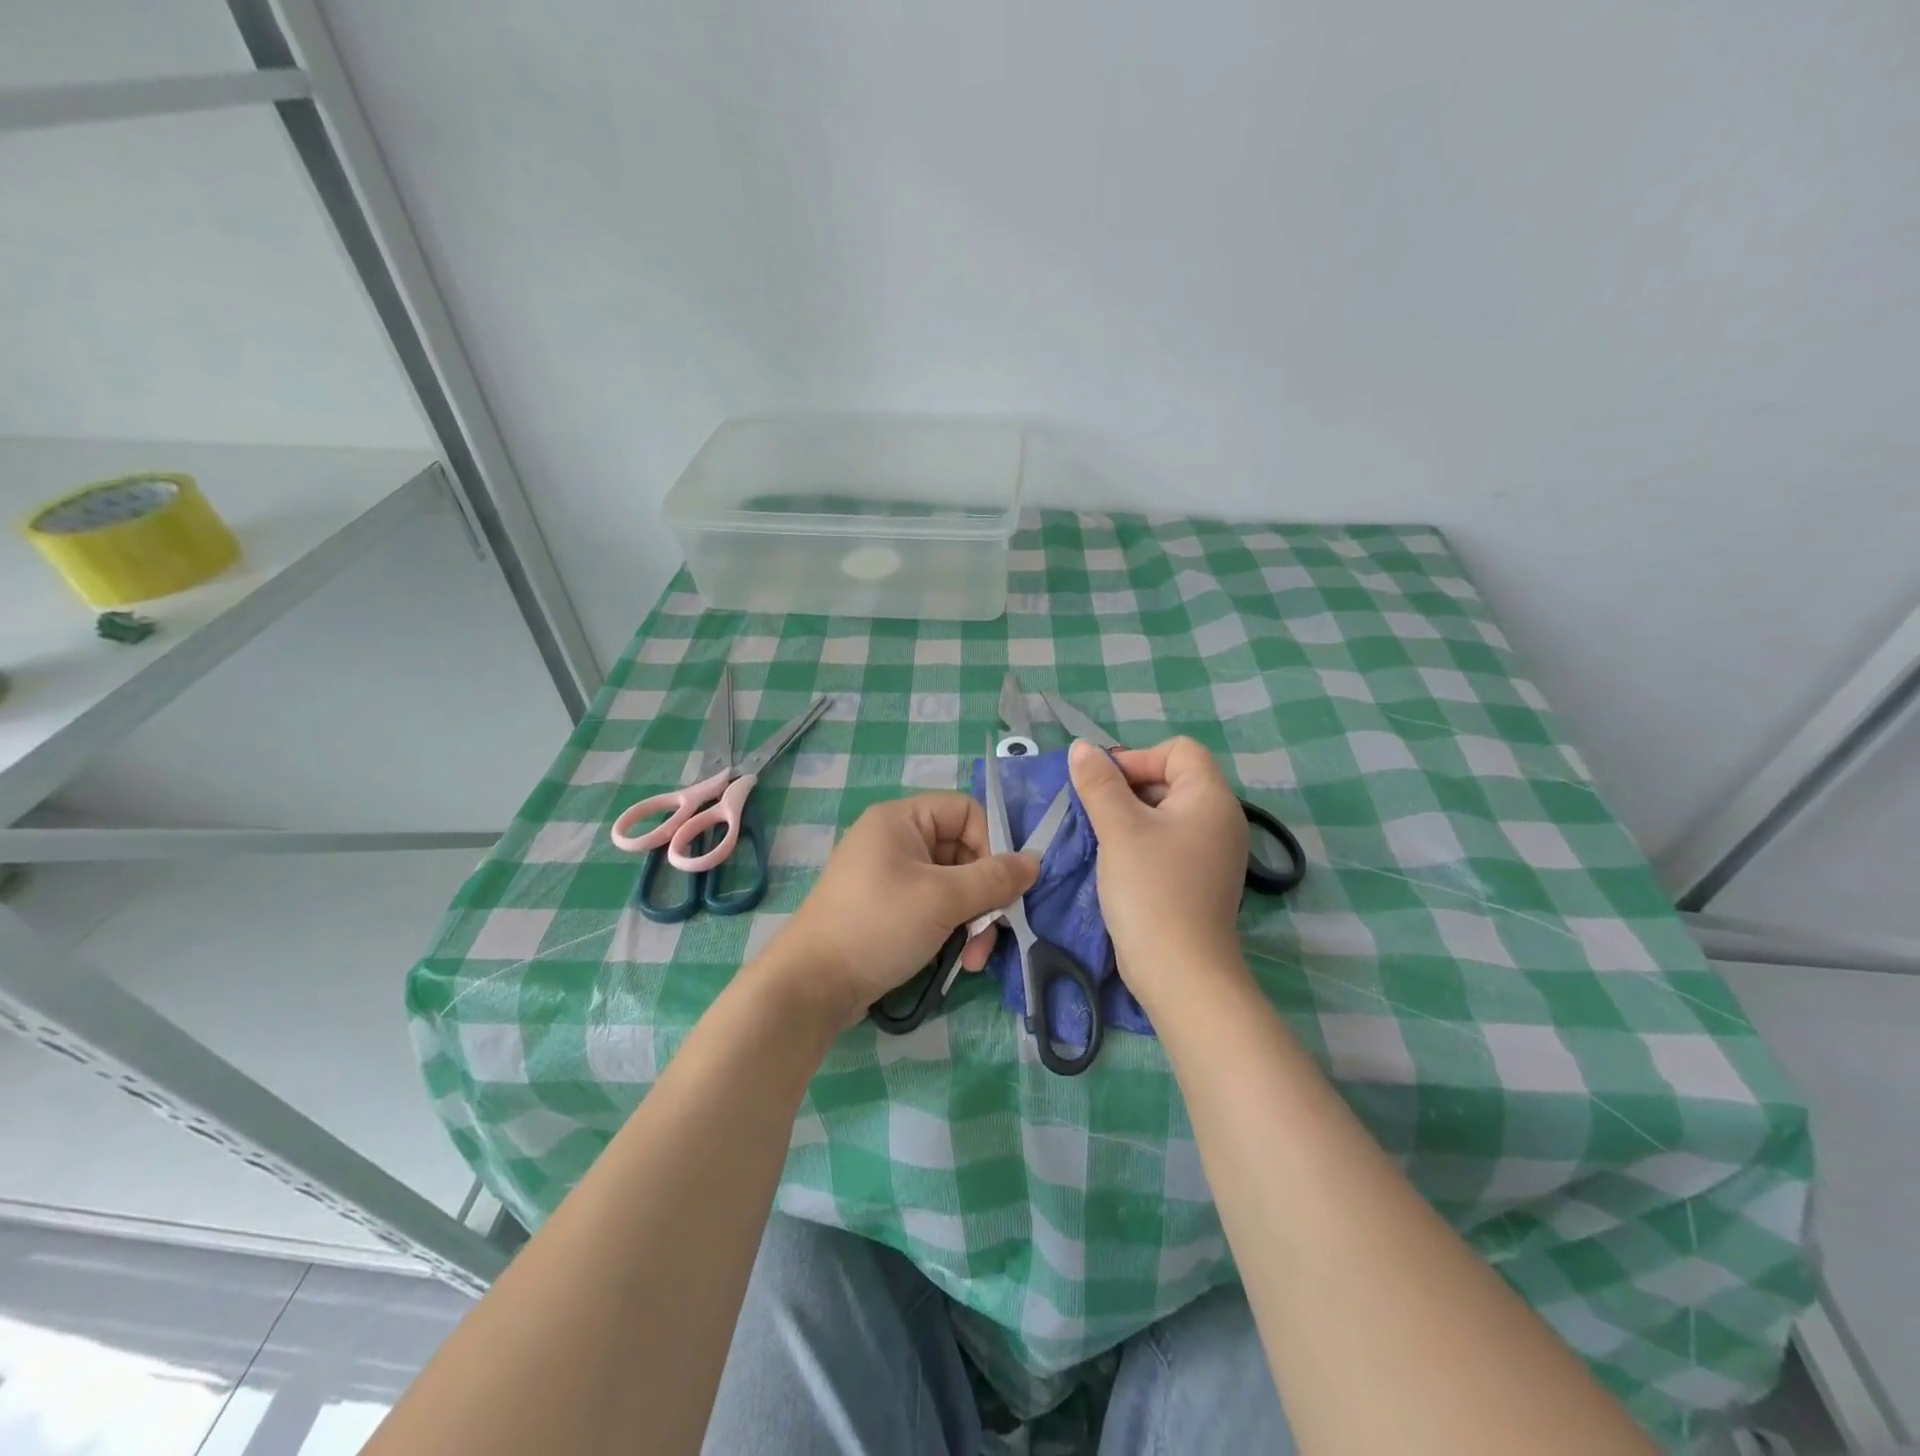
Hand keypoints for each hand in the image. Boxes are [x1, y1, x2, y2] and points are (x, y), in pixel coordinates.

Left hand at [764, 793, 1038, 1029]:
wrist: (811, 986)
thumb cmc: (878, 926)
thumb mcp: (942, 899)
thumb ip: (994, 879)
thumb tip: (1036, 860)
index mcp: (901, 819)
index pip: (966, 811)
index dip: (991, 843)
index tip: (1002, 885)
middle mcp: (895, 840)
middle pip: (963, 852)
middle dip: (984, 895)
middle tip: (993, 933)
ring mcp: (890, 877)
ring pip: (953, 886)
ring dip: (973, 921)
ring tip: (974, 958)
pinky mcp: (888, 910)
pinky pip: (934, 907)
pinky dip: (951, 930)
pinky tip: (959, 962)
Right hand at [1068, 737, 1249, 1010]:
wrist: (1180, 972)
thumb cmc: (1151, 889)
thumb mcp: (1119, 829)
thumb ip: (1099, 783)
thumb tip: (1082, 748)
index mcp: (1211, 798)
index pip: (1178, 751)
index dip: (1138, 759)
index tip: (1104, 787)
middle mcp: (1220, 819)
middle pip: (1172, 779)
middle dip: (1129, 788)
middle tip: (1095, 813)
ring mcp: (1212, 852)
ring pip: (1165, 813)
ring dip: (1129, 816)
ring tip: (1101, 838)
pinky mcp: (1198, 878)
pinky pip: (1168, 842)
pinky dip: (1141, 842)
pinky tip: (1116, 862)